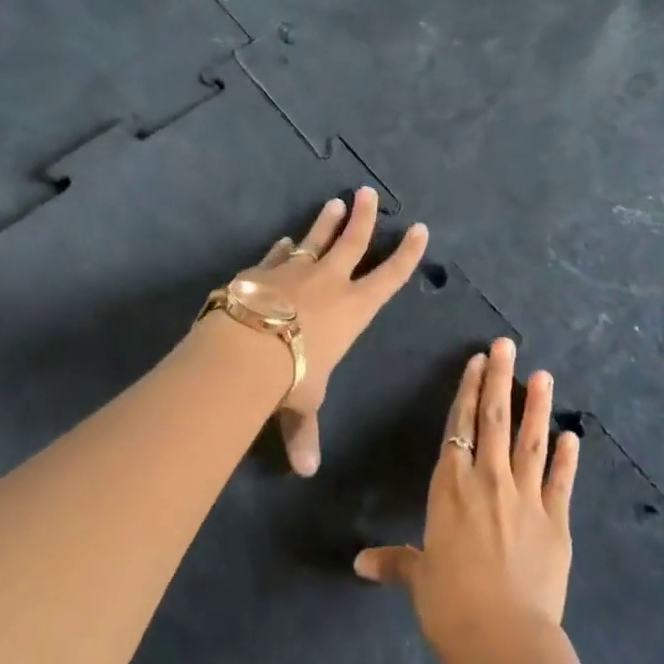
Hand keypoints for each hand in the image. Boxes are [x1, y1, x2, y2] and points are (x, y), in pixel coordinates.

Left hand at [239, 187, 427, 476]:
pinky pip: (278, 255)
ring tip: (334, 203)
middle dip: (363, 218)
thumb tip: (306, 470)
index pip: (389, 277)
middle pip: (352, 242)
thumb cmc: (290, 377)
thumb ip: (305, 432)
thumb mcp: (303, 405)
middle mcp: (329, 284)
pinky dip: (283, 248)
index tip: (418, 229)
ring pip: (315, 240)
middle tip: (367, 192)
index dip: (406, 254)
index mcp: (353, 310)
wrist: (245, 349)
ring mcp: (294, 272)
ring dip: (326, 222)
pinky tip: (284, 240)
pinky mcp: (262, 271)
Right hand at [354, 339, 580, 663]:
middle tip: (508, 345)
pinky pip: (561, 481)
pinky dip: (569, 458)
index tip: (477, 361)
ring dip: (538, 406)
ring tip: (544, 375)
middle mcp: (488, 481)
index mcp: (450, 488)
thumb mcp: (419, 579)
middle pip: (494, 420)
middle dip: (500, 379)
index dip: (467, 392)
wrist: (504, 638)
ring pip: (531, 441)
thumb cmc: (450, 605)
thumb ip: (394, 562)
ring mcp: (526, 498)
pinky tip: (573, 436)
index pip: (458, 427)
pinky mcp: (556, 521)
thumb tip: (360, 563)